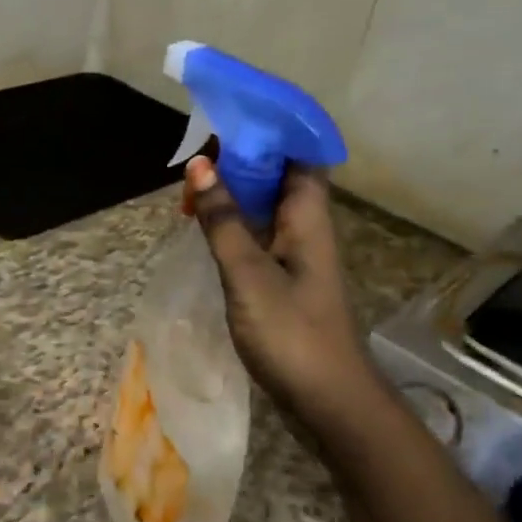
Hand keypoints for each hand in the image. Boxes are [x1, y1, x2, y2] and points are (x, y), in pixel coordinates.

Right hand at [186, 156, 369, 424]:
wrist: (329, 403)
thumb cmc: (292, 334)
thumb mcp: (249, 274)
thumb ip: (223, 220)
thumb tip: (201, 165)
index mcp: (307, 218)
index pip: (299, 154)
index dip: (270, 131)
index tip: (229, 118)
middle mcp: (306, 228)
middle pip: (279, 176)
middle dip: (241, 159)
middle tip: (196, 155)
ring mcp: (296, 255)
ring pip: (265, 206)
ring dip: (234, 191)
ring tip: (192, 184)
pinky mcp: (284, 279)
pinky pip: (258, 234)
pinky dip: (233, 222)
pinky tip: (205, 226)